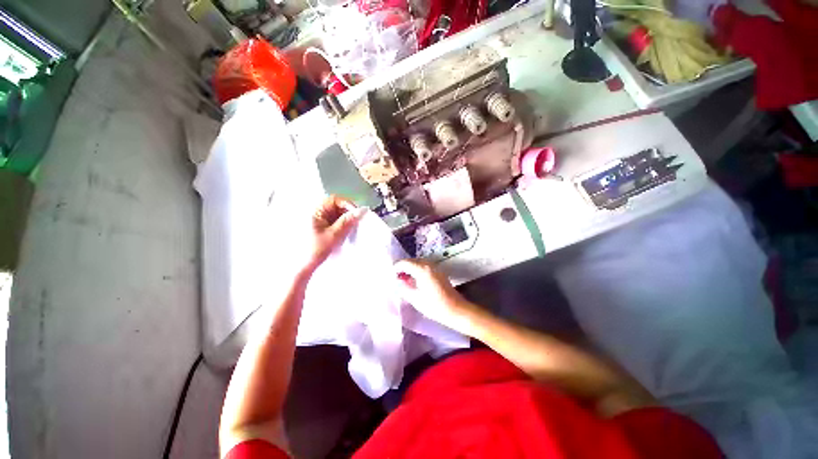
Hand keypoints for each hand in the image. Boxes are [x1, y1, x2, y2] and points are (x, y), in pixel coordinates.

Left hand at [301, 195, 365, 274]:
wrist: (302, 267)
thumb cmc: (315, 249)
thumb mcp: (334, 235)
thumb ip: (348, 221)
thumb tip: (362, 210)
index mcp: (315, 211)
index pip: (334, 200)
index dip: (347, 204)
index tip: (357, 214)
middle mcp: (316, 212)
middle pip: (336, 206)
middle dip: (347, 213)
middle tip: (356, 222)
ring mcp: (318, 220)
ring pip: (336, 214)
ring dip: (346, 219)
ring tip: (352, 228)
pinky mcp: (321, 227)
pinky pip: (334, 221)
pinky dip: (342, 225)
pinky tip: (346, 232)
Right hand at [394, 259, 478, 334]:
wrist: (456, 310)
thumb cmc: (435, 306)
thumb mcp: (415, 299)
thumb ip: (403, 287)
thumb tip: (396, 281)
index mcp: (422, 269)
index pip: (405, 262)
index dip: (396, 268)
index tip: (390, 276)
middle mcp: (429, 264)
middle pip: (411, 261)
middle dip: (402, 268)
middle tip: (396, 278)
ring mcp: (435, 267)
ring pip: (418, 263)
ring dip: (410, 269)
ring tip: (404, 280)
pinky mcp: (439, 272)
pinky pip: (424, 267)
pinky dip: (417, 270)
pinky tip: (414, 281)